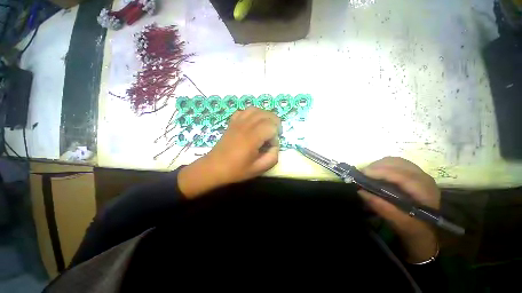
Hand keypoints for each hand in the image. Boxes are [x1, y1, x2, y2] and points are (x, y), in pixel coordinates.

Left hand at [178, 107, 280, 198]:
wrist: (213, 167)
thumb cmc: (236, 170)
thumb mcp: (258, 169)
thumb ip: (272, 157)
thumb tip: (275, 145)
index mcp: (252, 138)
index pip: (271, 126)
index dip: (276, 135)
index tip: (271, 146)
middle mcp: (245, 126)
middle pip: (266, 114)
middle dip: (275, 123)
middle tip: (274, 134)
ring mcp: (237, 122)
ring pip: (256, 110)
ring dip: (265, 116)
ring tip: (267, 126)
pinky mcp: (232, 123)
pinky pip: (244, 111)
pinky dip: (253, 114)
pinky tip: (253, 123)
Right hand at [358, 157, 439, 262]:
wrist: (426, 229)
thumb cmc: (414, 228)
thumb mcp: (399, 223)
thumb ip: (382, 207)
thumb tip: (361, 191)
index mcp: (425, 191)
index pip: (402, 175)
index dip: (381, 172)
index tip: (363, 173)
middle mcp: (424, 178)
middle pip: (398, 163)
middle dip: (377, 166)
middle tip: (362, 174)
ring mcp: (419, 173)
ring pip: (395, 161)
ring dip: (379, 165)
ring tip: (367, 173)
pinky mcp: (413, 173)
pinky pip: (396, 163)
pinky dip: (383, 165)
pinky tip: (376, 172)